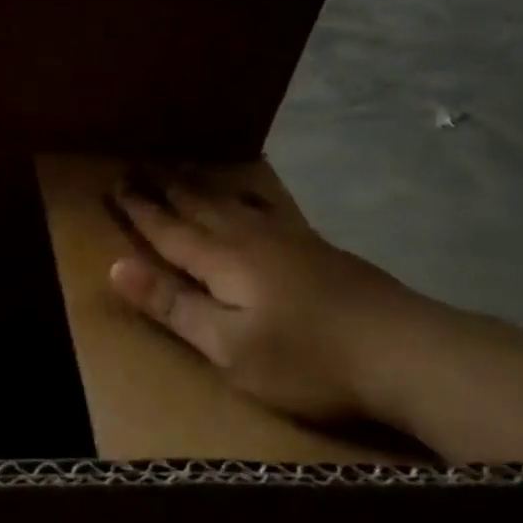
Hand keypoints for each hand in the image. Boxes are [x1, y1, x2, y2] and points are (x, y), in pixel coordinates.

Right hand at [107, 162, 419, 422]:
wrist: (407, 351)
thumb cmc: (307, 360)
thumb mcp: (229, 347)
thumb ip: (173, 306)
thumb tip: (115, 267)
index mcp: (222, 261)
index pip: (168, 230)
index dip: (140, 209)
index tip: (115, 184)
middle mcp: (250, 238)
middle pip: (198, 205)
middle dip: (165, 186)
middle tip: (139, 163)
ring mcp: (289, 239)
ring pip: (232, 201)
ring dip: (201, 184)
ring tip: (183, 166)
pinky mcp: (319, 249)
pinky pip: (266, 207)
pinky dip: (244, 195)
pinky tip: (250, 197)